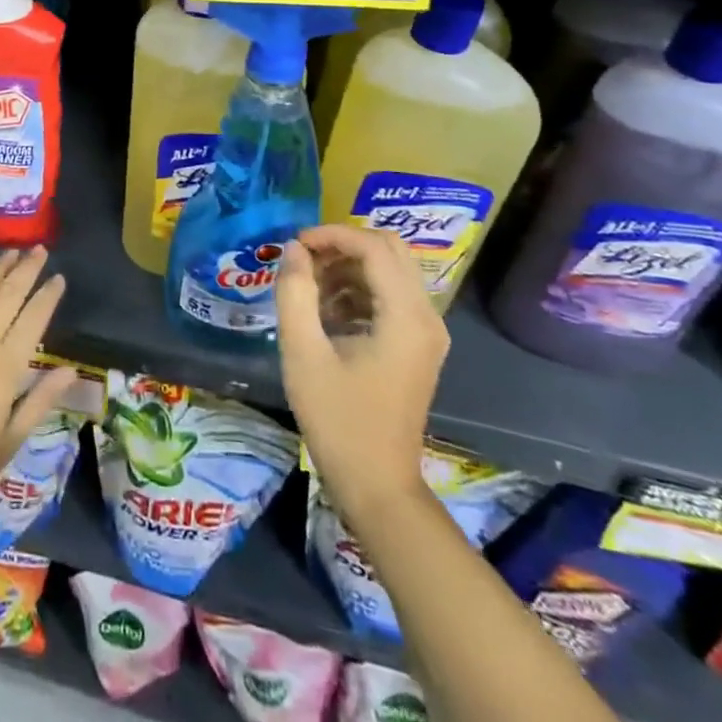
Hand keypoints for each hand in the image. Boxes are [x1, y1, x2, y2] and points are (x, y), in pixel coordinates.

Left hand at [0, 248, 77, 505]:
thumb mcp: (11, 440)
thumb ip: (41, 400)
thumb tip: (71, 369)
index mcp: (5, 365)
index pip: (34, 320)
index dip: (48, 296)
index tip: (59, 277)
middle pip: (9, 296)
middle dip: (26, 271)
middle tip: (39, 249)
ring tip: (11, 251)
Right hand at [276, 223, 449, 518]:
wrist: (377, 485)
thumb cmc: (338, 419)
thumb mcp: (303, 352)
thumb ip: (296, 293)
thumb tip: (294, 250)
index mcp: (406, 317)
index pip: (374, 247)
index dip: (332, 235)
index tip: (294, 245)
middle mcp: (426, 317)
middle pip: (390, 250)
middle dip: (343, 246)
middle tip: (304, 260)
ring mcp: (426, 334)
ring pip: (390, 271)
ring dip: (348, 268)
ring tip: (308, 287)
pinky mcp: (417, 347)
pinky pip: (390, 296)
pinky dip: (357, 290)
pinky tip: (326, 313)